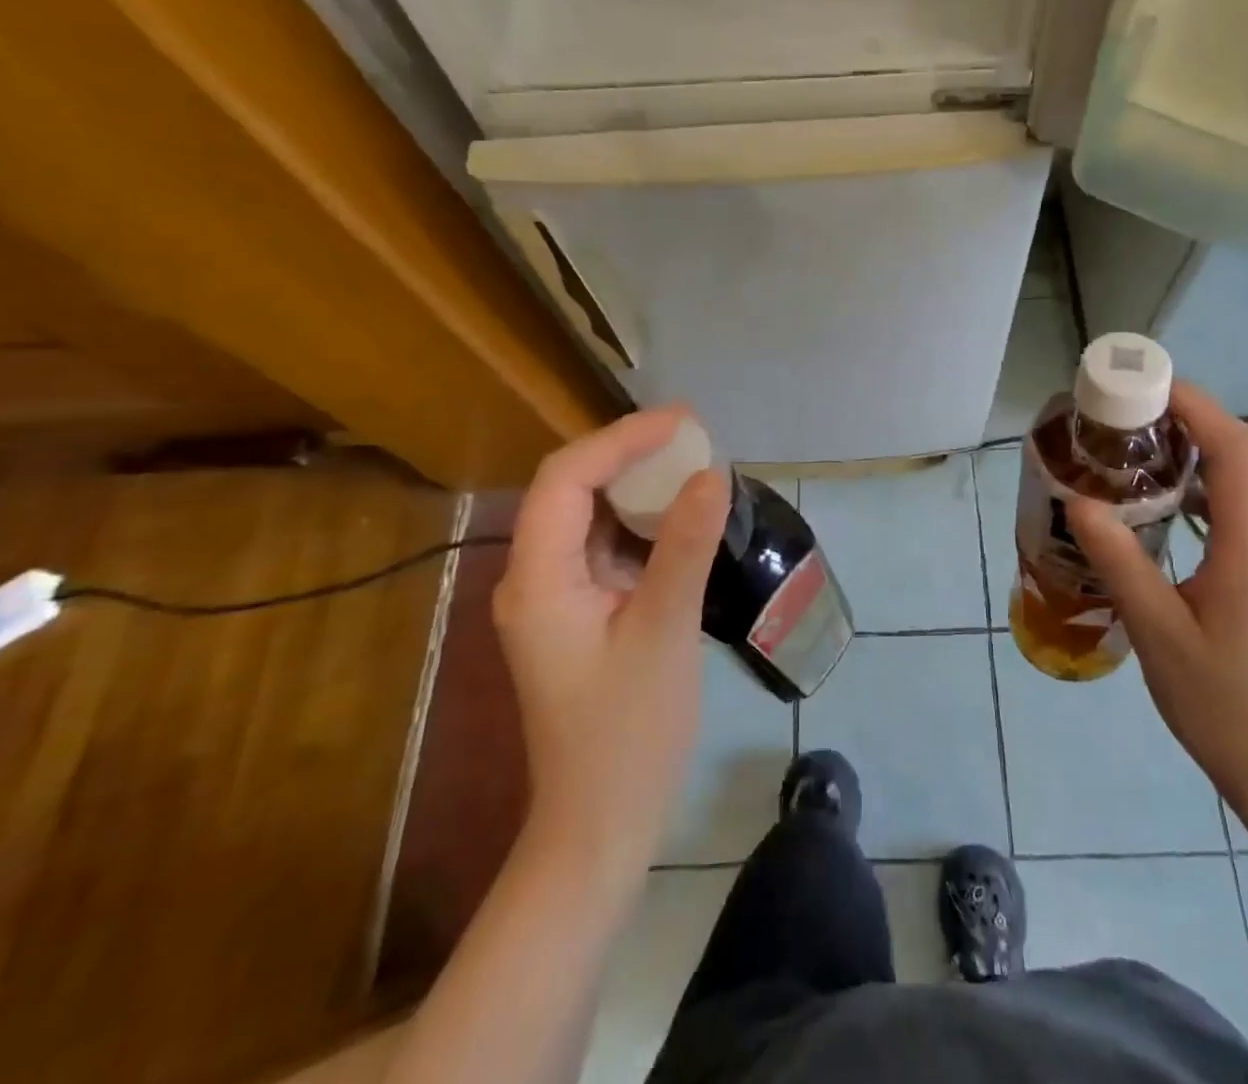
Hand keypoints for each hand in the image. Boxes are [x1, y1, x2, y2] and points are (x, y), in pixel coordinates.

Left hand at [492, 408, 730, 893]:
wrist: (601, 824)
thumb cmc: (629, 734)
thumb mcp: (664, 632)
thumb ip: (684, 547)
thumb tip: (713, 473)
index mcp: (538, 578)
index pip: (565, 478)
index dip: (621, 439)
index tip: (683, 423)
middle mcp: (534, 577)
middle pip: (572, 488)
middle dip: (629, 454)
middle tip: (694, 436)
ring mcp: (554, 596)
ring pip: (590, 514)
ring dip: (638, 485)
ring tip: (694, 463)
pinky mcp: (578, 612)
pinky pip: (605, 546)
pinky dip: (642, 522)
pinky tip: (681, 517)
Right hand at [1068, 384, 1247, 805]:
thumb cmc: (1222, 701)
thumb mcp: (1157, 631)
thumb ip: (1120, 560)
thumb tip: (1080, 501)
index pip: (1235, 449)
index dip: (1195, 406)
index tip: (1145, 385)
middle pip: (1242, 454)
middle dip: (1189, 419)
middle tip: (1126, 414)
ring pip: (1245, 479)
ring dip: (1198, 450)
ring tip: (1137, 447)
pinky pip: (1244, 507)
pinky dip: (1206, 485)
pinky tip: (1166, 501)